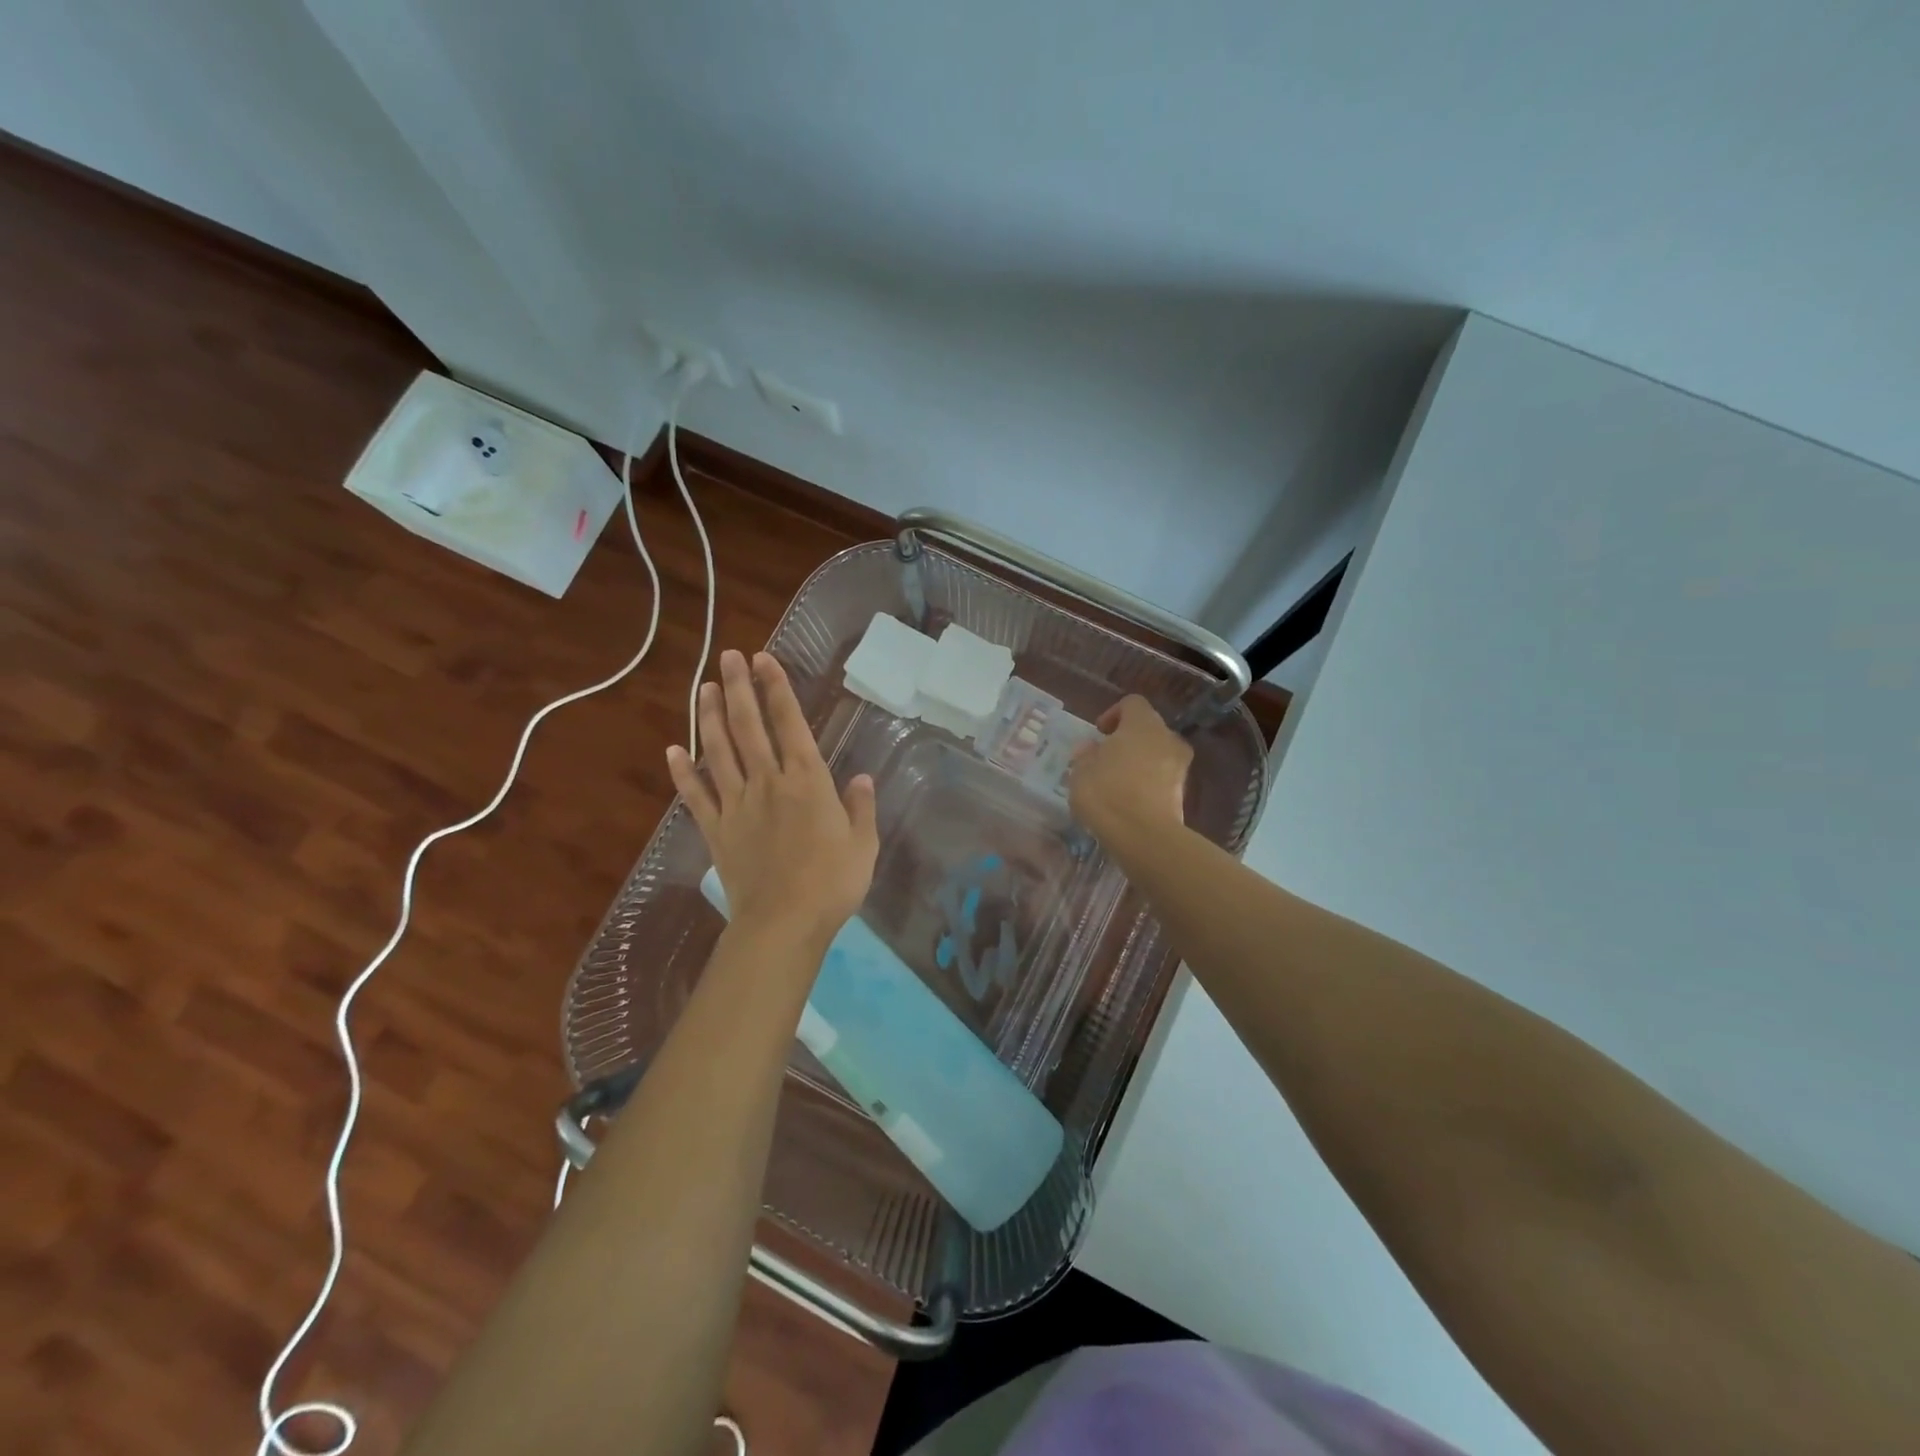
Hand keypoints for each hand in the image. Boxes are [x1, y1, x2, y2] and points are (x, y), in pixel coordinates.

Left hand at [667, 649, 877, 945]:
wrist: (784, 923)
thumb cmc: (833, 883)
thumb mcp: (863, 844)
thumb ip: (861, 807)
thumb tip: (862, 778)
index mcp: (807, 781)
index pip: (789, 723)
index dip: (776, 689)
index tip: (763, 660)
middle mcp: (768, 782)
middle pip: (748, 727)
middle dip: (738, 688)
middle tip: (728, 657)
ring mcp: (737, 805)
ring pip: (719, 752)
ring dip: (709, 718)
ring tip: (703, 688)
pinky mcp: (717, 830)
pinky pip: (696, 796)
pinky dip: (683, 773)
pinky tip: (672, 751)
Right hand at [1068, 695, 1191, 844]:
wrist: (1144, 836)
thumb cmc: (1107, 794)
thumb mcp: (1081, 772)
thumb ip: (1086, 755)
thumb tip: (1091, 748)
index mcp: (1142, 724)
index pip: (1132, 703)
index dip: (1113, 714)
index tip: (1099, 734)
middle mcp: (1167, 737)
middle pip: (1148, 727)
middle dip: (1128, 738)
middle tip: (1106, 757)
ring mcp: (1180, 765)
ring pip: (1158, 752)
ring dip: (1140, 760)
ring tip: (1117, 780)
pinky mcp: (1183, 791)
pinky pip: (1163, 776)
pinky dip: (1149, 781)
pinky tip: (1130, 799)